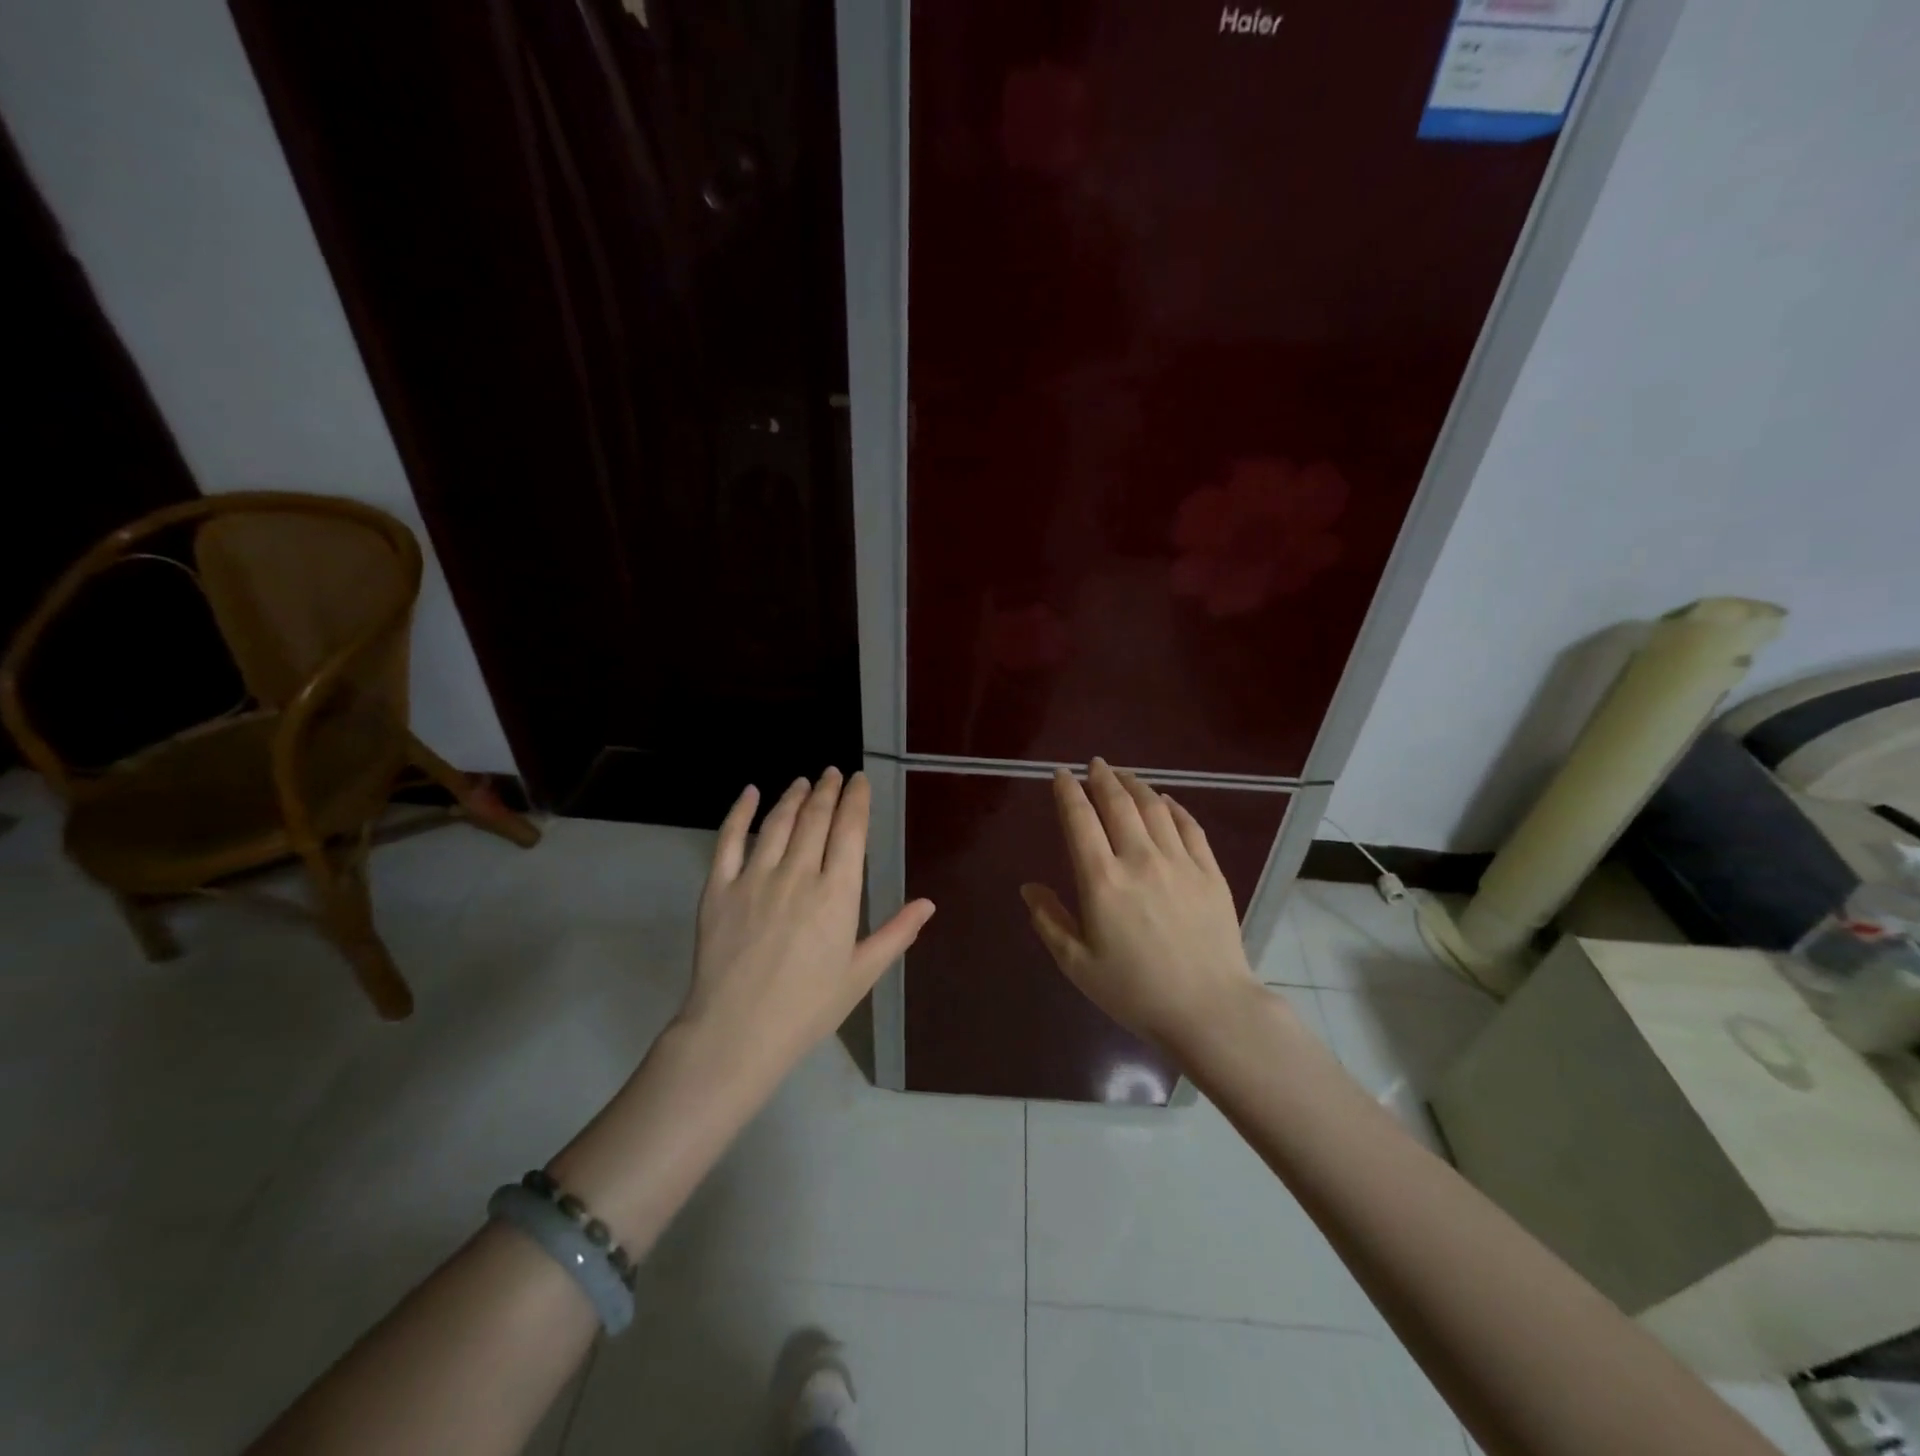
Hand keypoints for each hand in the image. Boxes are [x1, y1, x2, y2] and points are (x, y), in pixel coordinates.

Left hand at [679, 769, 934, 1079]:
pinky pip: (728, 840)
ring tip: (803, 781)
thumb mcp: (860, 974)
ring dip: (793, 796)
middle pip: (815, 818)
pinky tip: (749, 793)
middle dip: (827, 790)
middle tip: (833, 773)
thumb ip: (895, 934)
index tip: (860, 780)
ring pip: (777, 822)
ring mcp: (754, 878)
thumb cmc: (807, 1008)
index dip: (856, 800)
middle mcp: (797, 875)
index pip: (850, 831)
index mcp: (836, 894)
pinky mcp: (718, 888)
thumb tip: (928, 904)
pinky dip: (740, 812)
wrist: (737, 1034)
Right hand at [1021, 759, 1259, 1055]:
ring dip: (1135, 785)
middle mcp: (1139, 859)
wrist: (1209, 1009)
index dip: (1068, 792)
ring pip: (1154, 807)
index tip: (1061, 775)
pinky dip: (1173, 807)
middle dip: (1102, 778)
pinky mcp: (1210, 872)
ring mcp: (1180, 862)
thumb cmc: (1134, 991)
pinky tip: (1165, 801)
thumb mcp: (1077, 964)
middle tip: (1094, 765)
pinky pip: (1189, 826)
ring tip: (1123, 775)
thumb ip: (1050, 920)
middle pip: (1118, 804)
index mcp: (1102, 880)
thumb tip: (1029, 887)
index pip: (1080, 820)